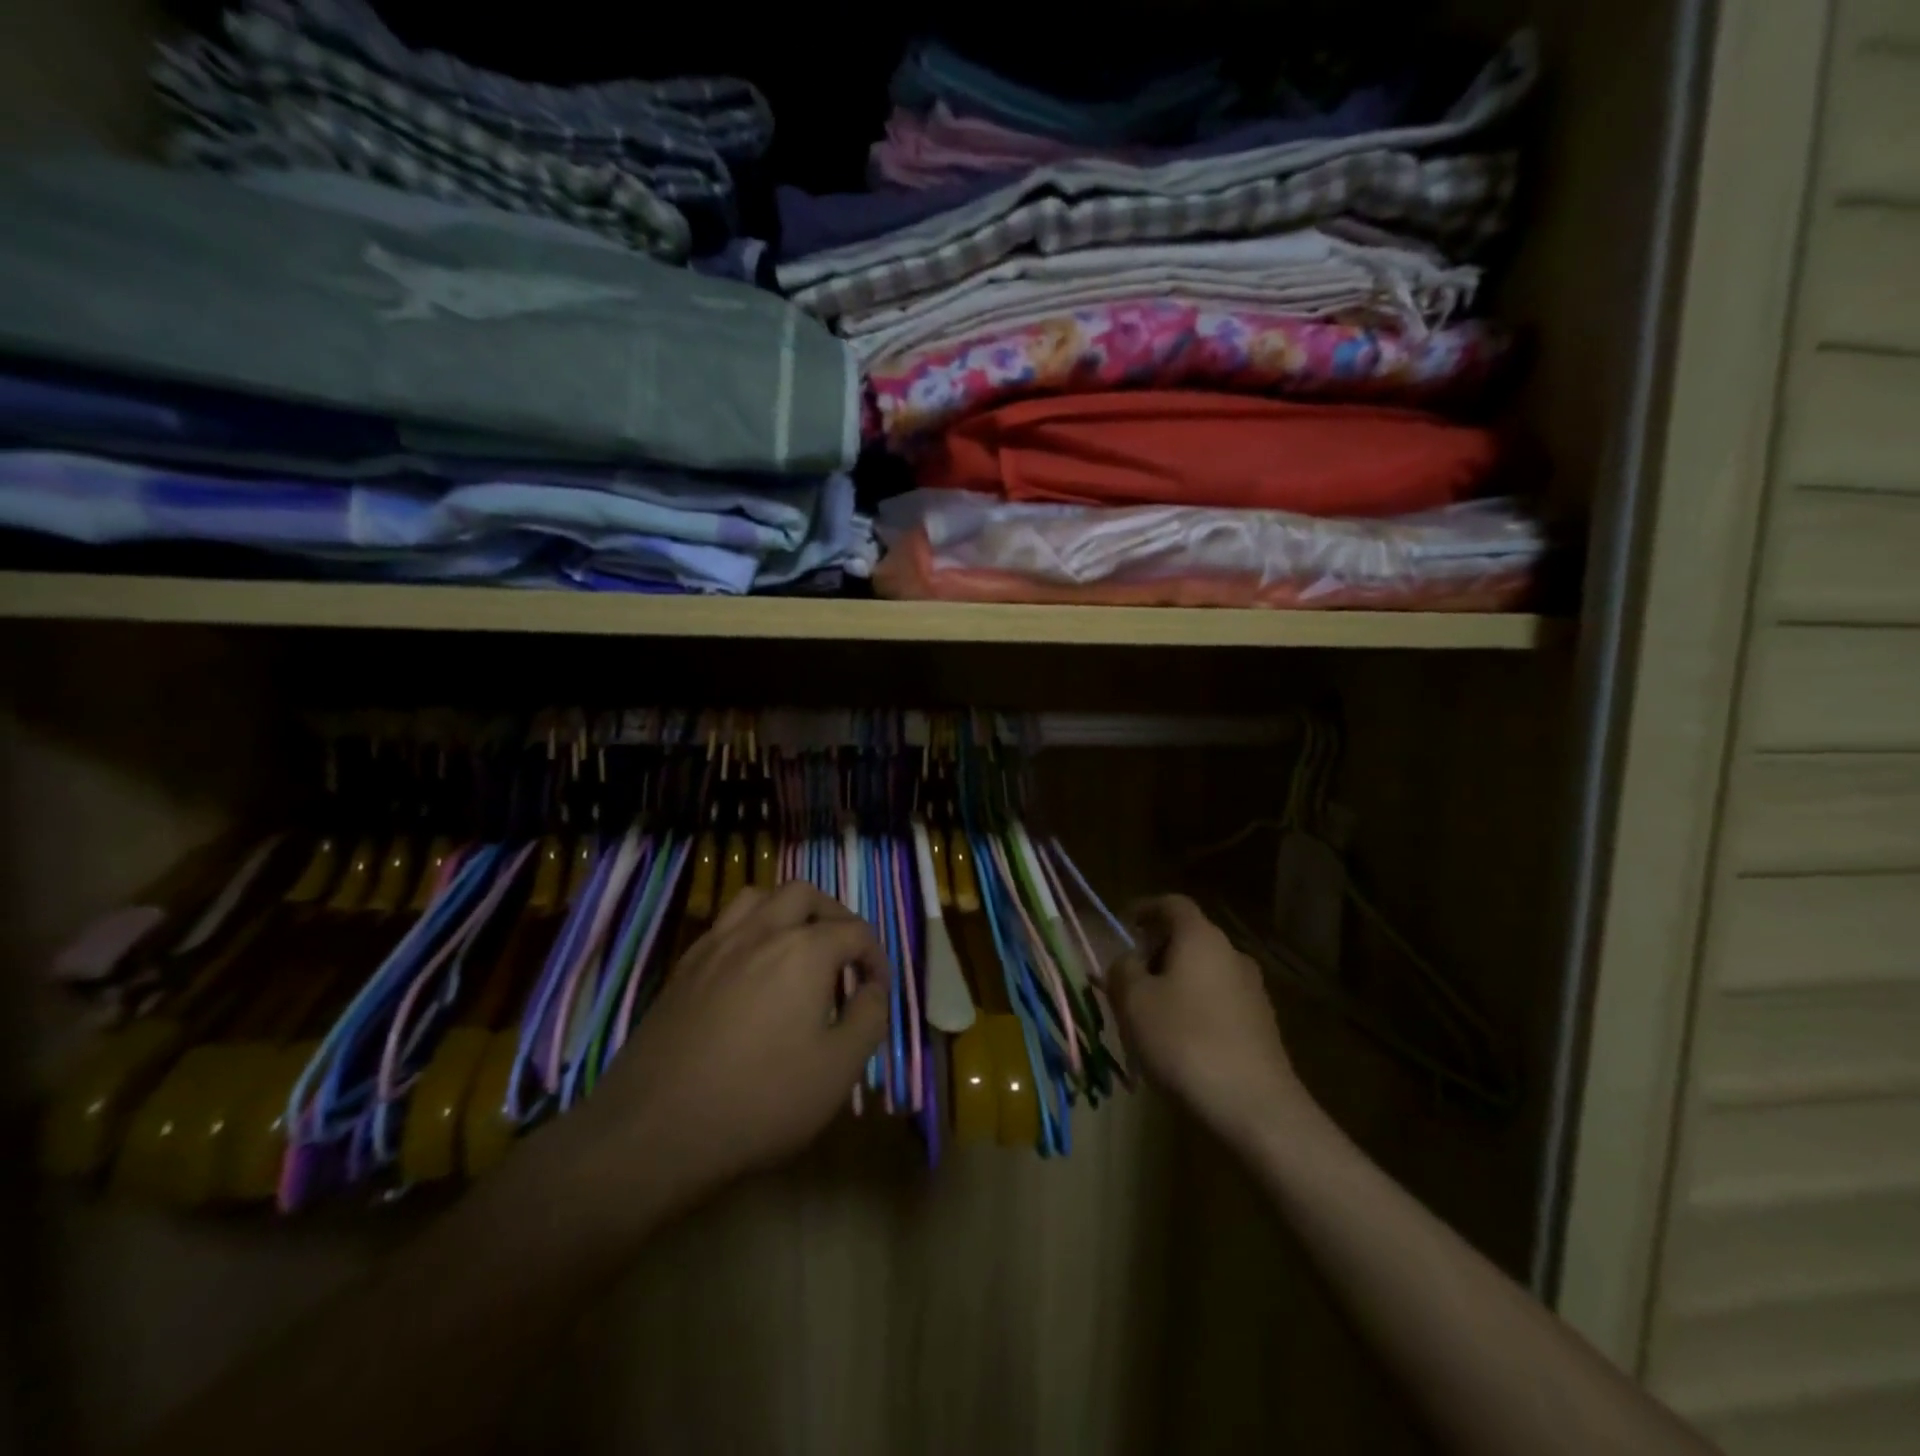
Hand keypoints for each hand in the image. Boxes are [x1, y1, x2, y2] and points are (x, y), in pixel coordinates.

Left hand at [561, 882, 889, 1219]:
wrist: (654, 1130)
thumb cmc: (760, 1100)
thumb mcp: (838, 1069)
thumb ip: (869, 1018)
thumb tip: (873, 989)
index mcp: (805, 950)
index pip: (855, 931)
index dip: (876, 956)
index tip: (878, 989)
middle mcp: (761, 932)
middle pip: (804, 894)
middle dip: (833, 915)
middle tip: (844, 952)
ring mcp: (716, 946)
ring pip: (758, 898)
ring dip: (787, 911)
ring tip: (798, 947)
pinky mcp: (684, 968)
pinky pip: (724, 926)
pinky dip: (750, 931)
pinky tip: (751, 970)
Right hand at [1109, 895, 1306, 1142]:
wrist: (1254, 1108)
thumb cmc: (1184, 1042)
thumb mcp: (1133, 1001)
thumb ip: (1122, 970)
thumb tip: (1129, 961)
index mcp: (1201, 938)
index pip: (1172, 904)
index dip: (1146, 908)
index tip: (1125, 923)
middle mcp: (1232, 954)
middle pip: (1189, 938)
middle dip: (1156, 952)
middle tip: (1129, 979)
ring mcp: (1252, 991)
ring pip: (1203, 972)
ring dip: (1175, 983)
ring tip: (1149, 1016)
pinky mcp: (1262, 1026)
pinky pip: (1218, 1002)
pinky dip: (1195, 1008)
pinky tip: (1179, 1042)